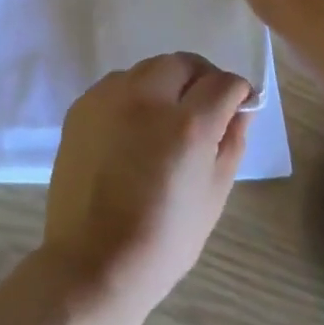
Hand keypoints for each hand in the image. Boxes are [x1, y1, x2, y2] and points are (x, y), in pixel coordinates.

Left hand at [43, 53, 250, 320]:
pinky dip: (134, 94)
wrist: (92, 261)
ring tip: (168, 117)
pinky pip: (117, 84)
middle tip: (206, 105)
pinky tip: (135, 127)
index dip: (237, 91)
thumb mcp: (213, 196)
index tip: (238, 104)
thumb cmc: (163, 241)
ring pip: (148, 68)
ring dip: (166, 82)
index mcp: (186, 125)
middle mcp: (146, 97)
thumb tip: (241, 109)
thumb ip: (230, 143)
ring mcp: (108, 97)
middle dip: (201, 77)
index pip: (222, 83)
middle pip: (182, 63)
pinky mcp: (82, 105)